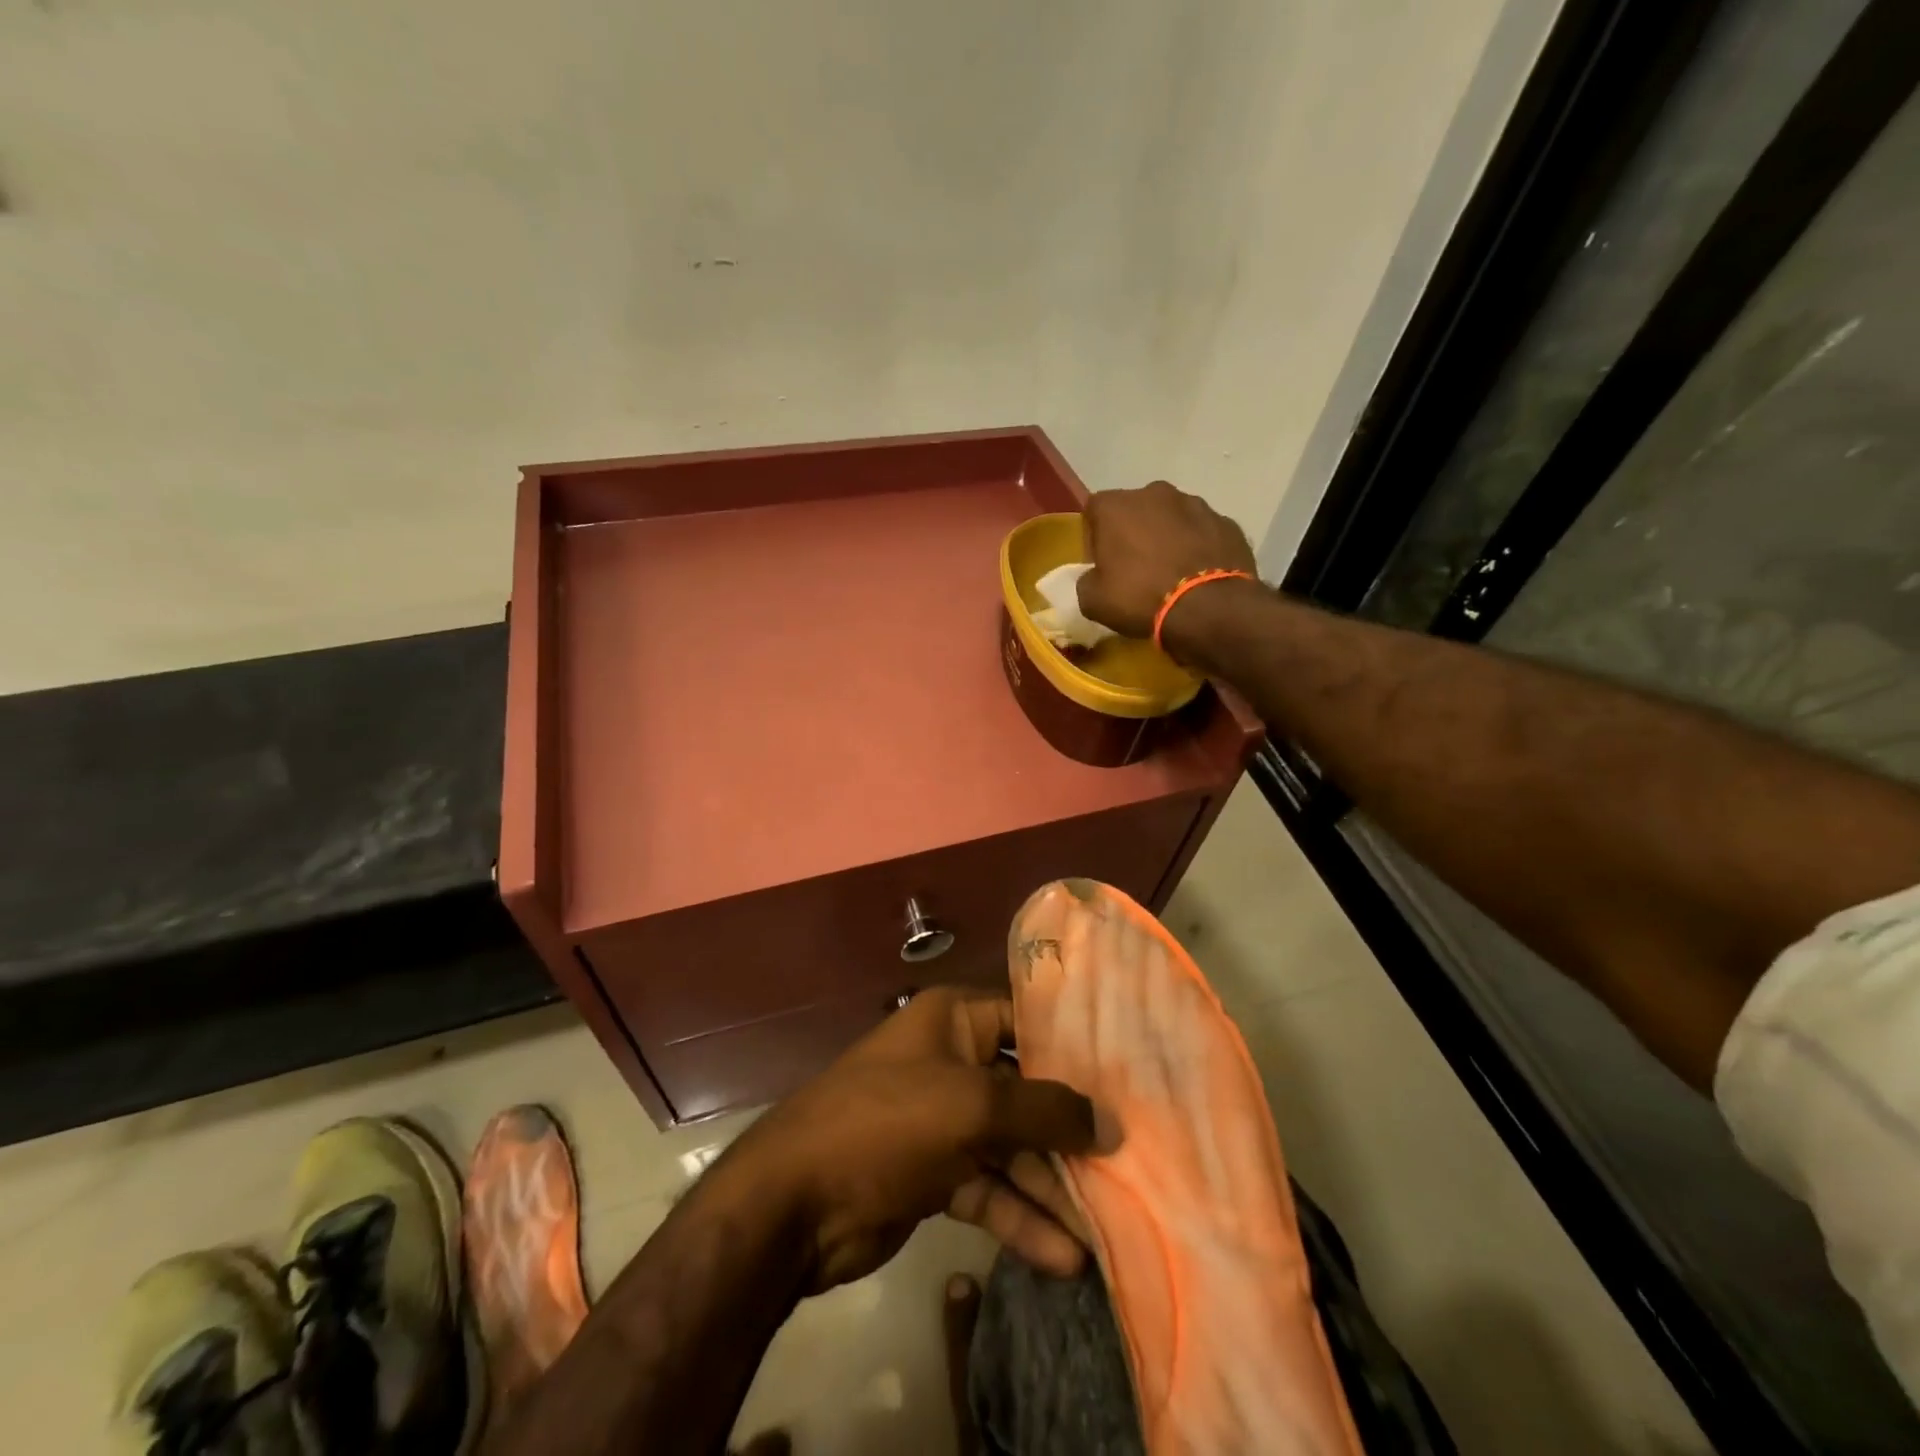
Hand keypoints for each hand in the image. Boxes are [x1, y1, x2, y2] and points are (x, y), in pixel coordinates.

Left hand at [717, 988, 1095, 1292]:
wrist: (797, 1203)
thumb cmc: (888, 1122)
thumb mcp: (972, 1106)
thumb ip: (1046, 1110)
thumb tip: (1111, 1122)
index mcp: (955, 1020)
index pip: (1028, 1020)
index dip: (1076, 1047)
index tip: (1131, 1077)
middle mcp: (953, 1061)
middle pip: (1026, 1090)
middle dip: (1071, 1129)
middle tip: (1130, 1162)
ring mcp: (943, 1121)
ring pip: (1012, 1147)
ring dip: (1052, 1186)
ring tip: (1106, 1227)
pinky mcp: (936, 1174)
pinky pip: (990, 1189)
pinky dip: (1021, 1218)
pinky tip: (1062, 1256)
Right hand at [1078, 481, 1257, 639]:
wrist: (1209, 608)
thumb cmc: (1141, 598)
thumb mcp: (1093, 601)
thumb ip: (1086, 581)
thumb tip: (1095, 578)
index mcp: (1116, 506)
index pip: (1094, 511)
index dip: (1094, 538)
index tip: (1101, 564)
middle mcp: (1155, 493)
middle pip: (1135, 510)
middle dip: (1133, 533)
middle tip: (1135, 568)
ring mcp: (1196, 504)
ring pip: (1171, 518)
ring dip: (1167, 538)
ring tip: (1170, 573)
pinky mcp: (1226, 522)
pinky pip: (1202, 533)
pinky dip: (1197, 548)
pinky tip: (1197, 576)